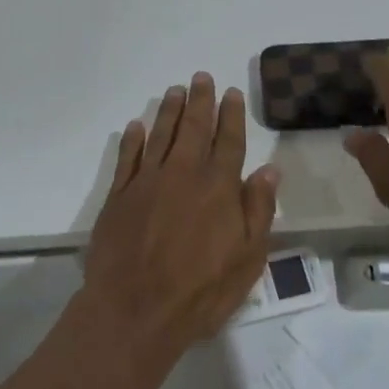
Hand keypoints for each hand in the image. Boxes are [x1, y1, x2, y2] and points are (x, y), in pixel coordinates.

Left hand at [80, 73, 281, 365]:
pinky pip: (126, 158)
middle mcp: (183, 174)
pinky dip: (132, 140)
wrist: (134, 311)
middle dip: (199, 101)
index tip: (231, 92)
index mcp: (218, 187)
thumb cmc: (200, 291)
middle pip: (193, 128)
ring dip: (168, 111)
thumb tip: (269, 169)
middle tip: (200, 77)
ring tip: (174, 90)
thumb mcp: (248, 258)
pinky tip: (136, 127)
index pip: (229, 141)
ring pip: (160, 135)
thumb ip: (258, 210)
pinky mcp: (118, 196)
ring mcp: (147, 182)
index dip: (231, 115)